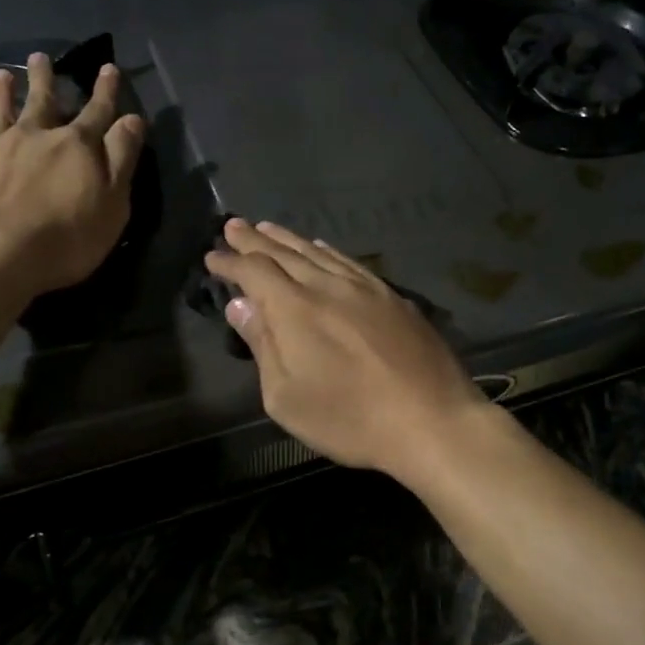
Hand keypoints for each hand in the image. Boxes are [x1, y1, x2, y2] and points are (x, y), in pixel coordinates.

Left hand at [0, 54, 146, 295]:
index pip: (98, 112)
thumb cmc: (65, 238)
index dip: (106, 91)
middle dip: (45, 79)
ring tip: (1, 74)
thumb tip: (132, 119)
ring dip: (1, 92)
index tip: (109, 68)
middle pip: (43, 101)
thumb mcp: (113, 203)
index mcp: (76, 147)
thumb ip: (122, 159)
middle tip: (41, 57)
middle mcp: (34, 137)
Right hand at [204, 219, 494, 477]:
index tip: (212, 256)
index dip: (230, 262)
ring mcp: (365, 288)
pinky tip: (322, 248)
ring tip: (269, 227)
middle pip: (284, 253)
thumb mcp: (287, 397)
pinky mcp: (393, 297)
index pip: (254, 271)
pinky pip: (350, 263)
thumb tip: (241, 305)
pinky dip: (327, 252)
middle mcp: (328, 286)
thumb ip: (263, 346)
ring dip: (289, 239)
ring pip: (318, 253)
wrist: (431, 420)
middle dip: (254, 239)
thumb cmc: (350, 419)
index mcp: (295, 309)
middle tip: (233, 224)